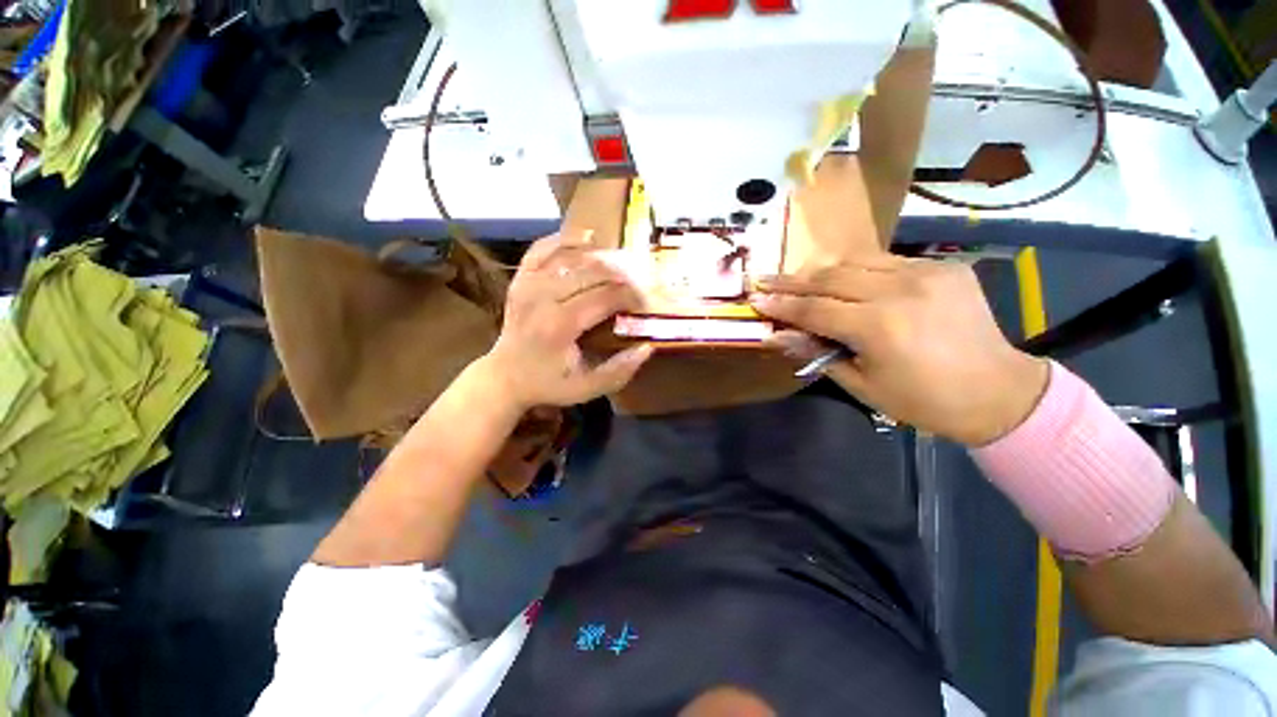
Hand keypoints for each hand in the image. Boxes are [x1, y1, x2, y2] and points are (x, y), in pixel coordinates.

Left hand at [482, 234, 652, 409]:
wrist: (504, 376)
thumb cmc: (548, 383)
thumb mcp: (587, 389)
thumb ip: (619, 371)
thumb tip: (647, 347)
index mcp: (560, 325)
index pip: (605, 297)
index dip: (630, 296)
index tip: (644, 304)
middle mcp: (542, 297)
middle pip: (592, 272)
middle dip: (622, 275)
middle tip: (639, 284)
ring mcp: (528, 283)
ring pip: (572, 256)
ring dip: (602, 257)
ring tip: (624, 264)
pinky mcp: (520, 278)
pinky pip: (543, 248)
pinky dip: (566, 240)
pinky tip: (587, 238)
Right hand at [750, 254, 1048, 445]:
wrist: (997, 391)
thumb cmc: (922, 400)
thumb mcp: (861, 384)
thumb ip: (816, 353)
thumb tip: (776, 336)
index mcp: (879, 327)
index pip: (814, 309)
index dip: (781, 304)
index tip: (754, 298)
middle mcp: (900, 290)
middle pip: (829, 278)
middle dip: (791, 281)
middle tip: (764, 281)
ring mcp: (925, 272)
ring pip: (854, 261)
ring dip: (820, 272)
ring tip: (796, 279)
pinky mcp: (942, 266)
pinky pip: (885, 261)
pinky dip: (856, 270)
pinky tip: (844, 282)